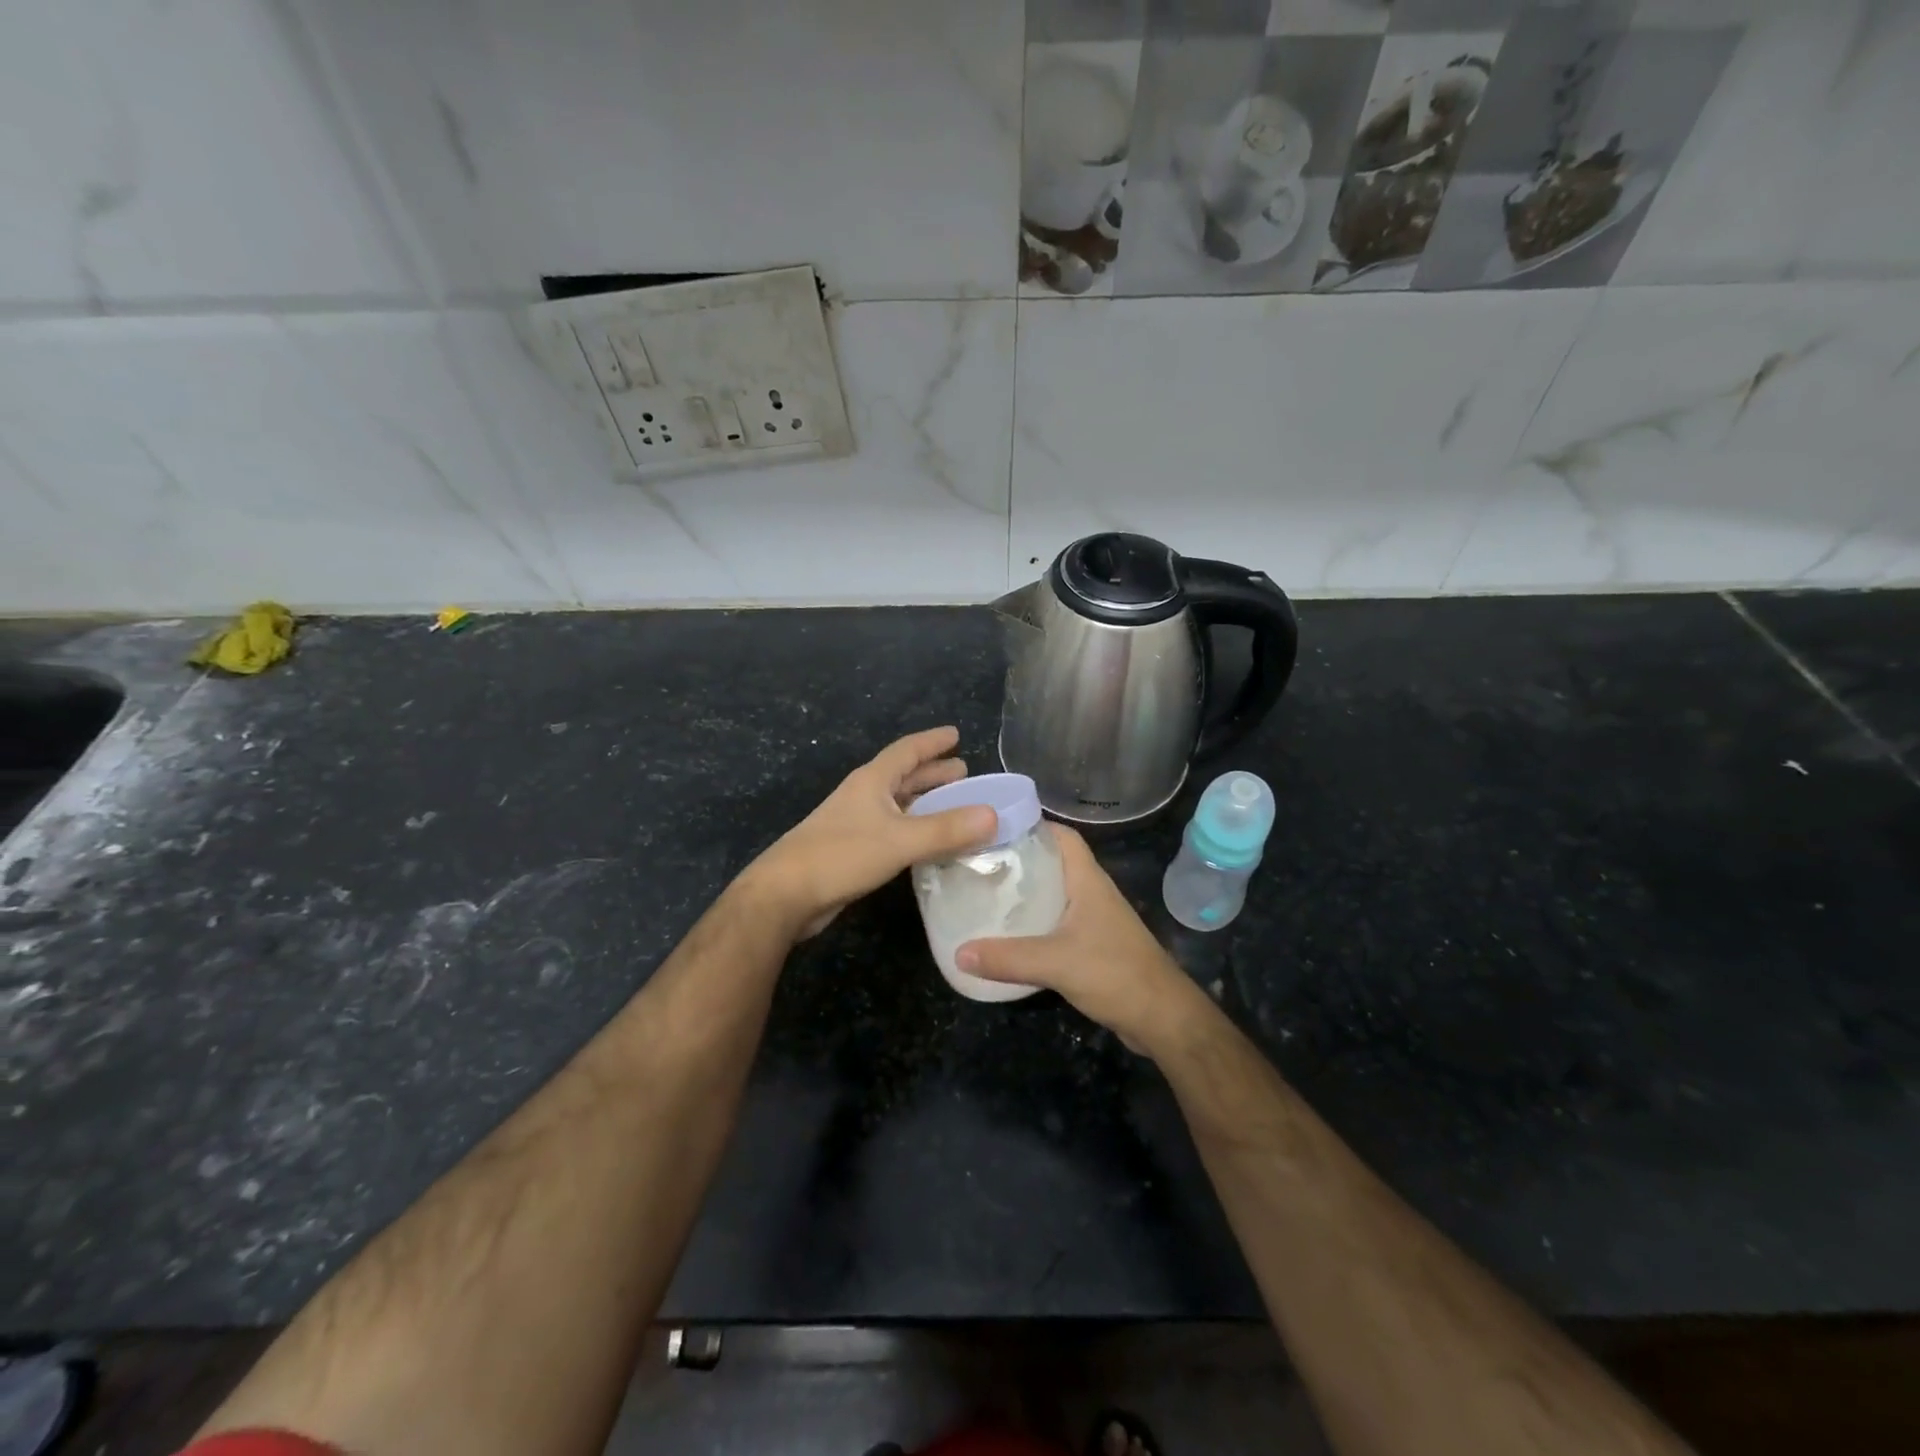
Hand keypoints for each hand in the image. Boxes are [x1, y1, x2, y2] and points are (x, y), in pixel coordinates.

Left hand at [746, 726, 997, 938]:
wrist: (786, 894)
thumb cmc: (841, 855)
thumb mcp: (900, 840)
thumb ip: (947, 829)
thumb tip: (993, 815)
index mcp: (872, 781)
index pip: (907, 750)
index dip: (932, 742)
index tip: (956, 734)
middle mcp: (864, 796)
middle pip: (903, 776)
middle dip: (933, 772)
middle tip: (964, 772)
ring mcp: (855, 823)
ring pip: (898, 804)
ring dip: (925, 802)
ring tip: (954, 805)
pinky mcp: (853, 850)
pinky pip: (893, 830)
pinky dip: (915, 829)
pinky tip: (928, 843)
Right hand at [956, 825, 1208, 1053]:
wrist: (1162, 1018)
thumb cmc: (1115, 974)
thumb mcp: (1056, 963)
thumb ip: (1007, 958)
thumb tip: (958, 953)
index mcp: (1087, 881)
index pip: (1062, 836)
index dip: (1032, 826)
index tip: (992, 829)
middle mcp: (1091, 892)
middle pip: (1053, 862)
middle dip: (1019, 859)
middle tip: (979, 862)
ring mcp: (1094, 919)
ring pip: (1054, 893)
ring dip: (1025, 892)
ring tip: (986, 893)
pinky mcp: (1092, 945)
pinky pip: (1056, 922)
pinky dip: (1033, 922)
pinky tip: (1008, 933)